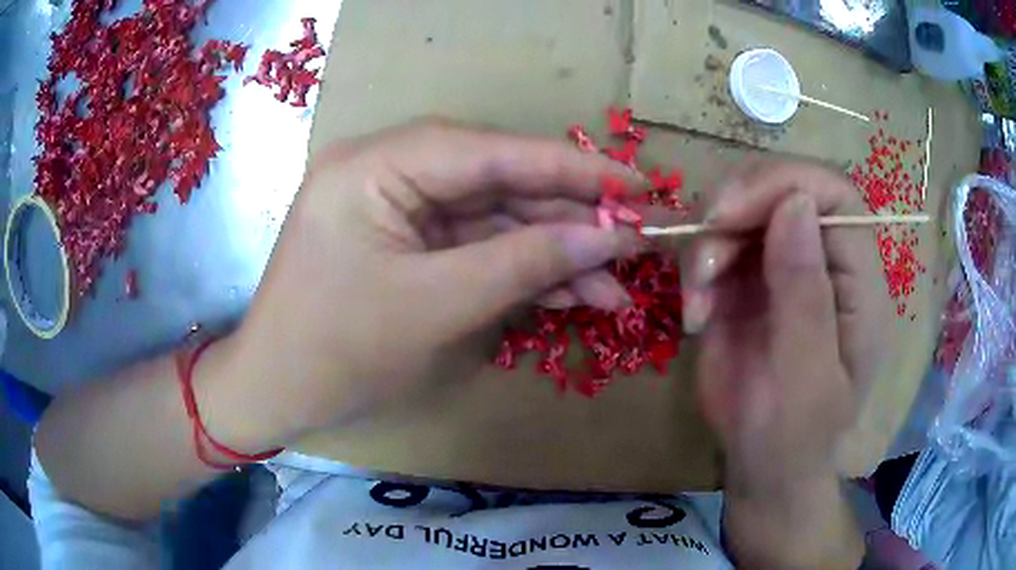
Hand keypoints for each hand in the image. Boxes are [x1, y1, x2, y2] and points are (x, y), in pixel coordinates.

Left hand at [229, 121, 641, 444]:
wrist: (277, 393)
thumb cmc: (336, 351)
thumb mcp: (435, 306)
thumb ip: (524, 261)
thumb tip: (606, 235)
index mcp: (376, 165)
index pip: (490, 151)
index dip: (571, 168)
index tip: (636, 186)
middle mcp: (387, 170)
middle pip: (497, 183)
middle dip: (568, 218)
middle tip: (634, 242)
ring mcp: (398, 207)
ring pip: (494, 219)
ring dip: (553, 252)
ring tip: (613, 285)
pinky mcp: (408, 242)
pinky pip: (475, 245)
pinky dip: (521, 269)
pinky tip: (572, 293)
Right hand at [684, 160, 889, 496]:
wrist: (763, 467)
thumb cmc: (794, 437)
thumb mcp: (805, 379)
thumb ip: (805, 296)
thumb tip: (795, 204)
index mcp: (858, 282)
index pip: (834, 195)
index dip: (784, 185)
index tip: (731, 214)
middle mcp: (824, 262)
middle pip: (782, 190)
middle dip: (735, 211)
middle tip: (704, 262)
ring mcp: (785, 268)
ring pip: (742, 212)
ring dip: (709, 245)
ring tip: (698, 303)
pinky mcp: (749, 282)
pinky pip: (717, 246)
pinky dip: (697, 270)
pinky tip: (696, 314)